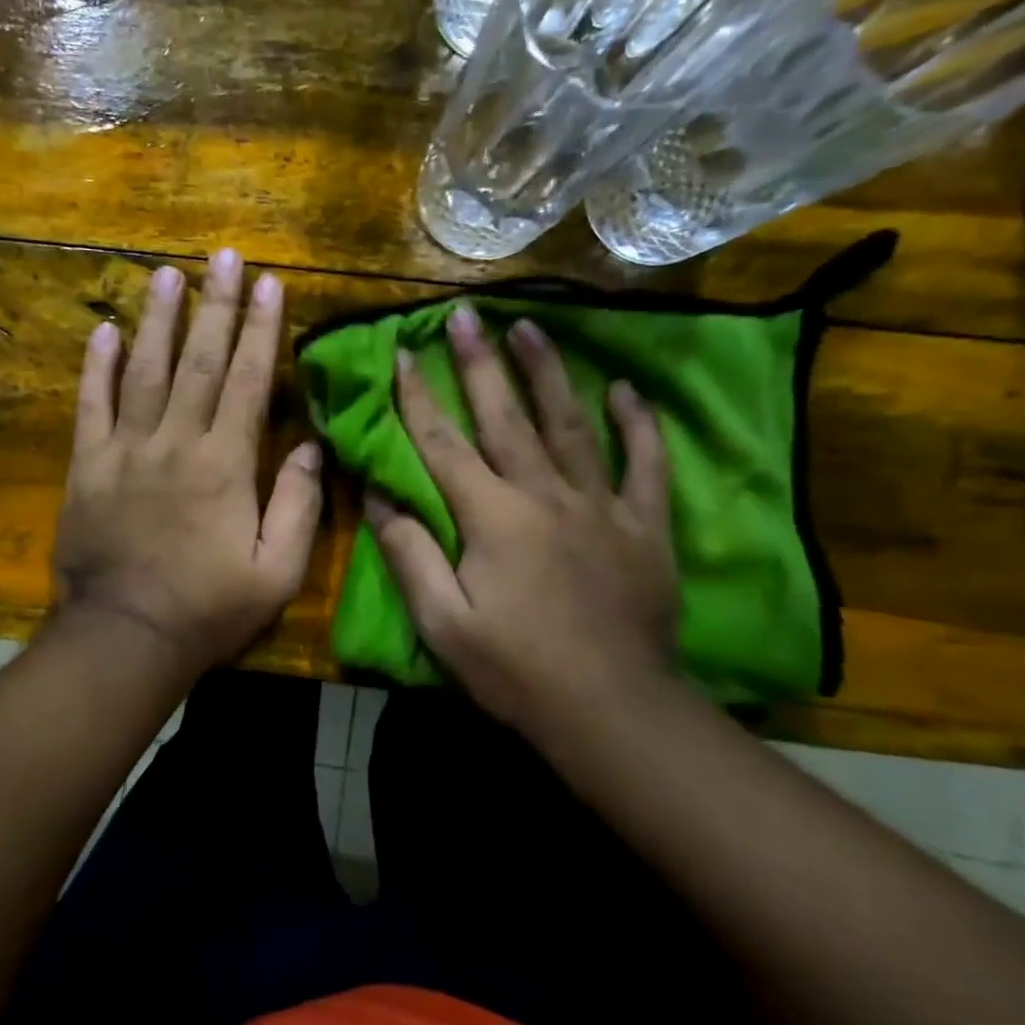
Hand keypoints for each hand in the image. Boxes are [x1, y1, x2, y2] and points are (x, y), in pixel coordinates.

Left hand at [51, 248, 322, 676]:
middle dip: (215, 305)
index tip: (269, 283)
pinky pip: (91, 407)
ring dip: (158, 319)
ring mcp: (126, 451)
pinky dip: (96, 367)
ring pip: (144, 371)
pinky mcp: (88, 467)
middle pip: (199, 362)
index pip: (249, 381)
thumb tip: (311, 446)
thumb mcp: (277, 571)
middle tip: (222, 256)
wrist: (125, 637)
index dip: (261, 329)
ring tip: (168, 273)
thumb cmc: (209, 608)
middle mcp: (176, 442)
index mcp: (225, 464)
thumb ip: (298, 505)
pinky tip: (103, 329)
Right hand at [364, 306, 678, 737]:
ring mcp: (600, 505)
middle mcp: (544, 495)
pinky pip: (644, 464)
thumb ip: (409, 555)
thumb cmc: (515, 669)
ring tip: (531, 326)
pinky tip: (627, 391)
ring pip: (570, 424)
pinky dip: (638, 425)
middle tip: (466, 314)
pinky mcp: (643, 525)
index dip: (418, 397)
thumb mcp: (442, 623)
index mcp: (491, 517)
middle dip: (480, 363)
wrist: (611, 710)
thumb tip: (380, 498)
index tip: (403, 354)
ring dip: (548, 373)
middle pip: (505, 417)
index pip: (443, 444)